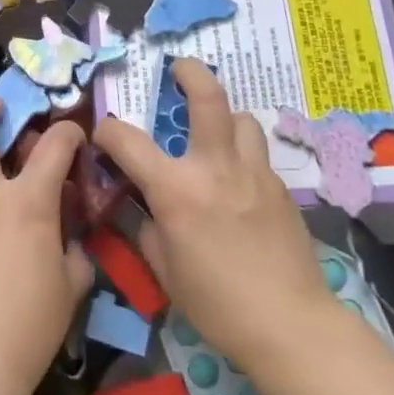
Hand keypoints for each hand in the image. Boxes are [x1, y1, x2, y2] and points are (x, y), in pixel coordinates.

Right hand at [94, 59, 334, 377]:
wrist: (290, 326)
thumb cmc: (217, 303)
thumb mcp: (164, 268)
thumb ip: (145, 226)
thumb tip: (137, 202)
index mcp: (176, 189)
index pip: (127, 139)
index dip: (107, 131)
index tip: (102, 135)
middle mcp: (215, 167)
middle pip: (208, 97)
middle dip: (191, 72)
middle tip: (180, 68)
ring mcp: (253, 173)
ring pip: (242, 119)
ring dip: (225, 119)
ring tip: (215, 136)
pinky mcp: (281, 187)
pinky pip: (258, 155)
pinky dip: (243, 156)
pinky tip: (239, 184)